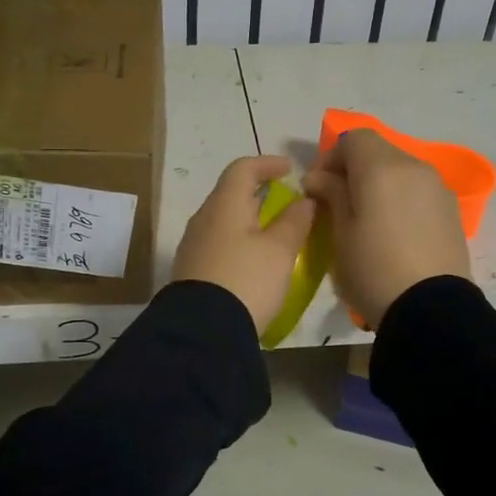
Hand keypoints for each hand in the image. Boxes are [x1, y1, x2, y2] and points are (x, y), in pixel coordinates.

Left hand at [171, 155, 317, 334]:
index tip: (289, 170)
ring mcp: (193, 246)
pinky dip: (238, 242)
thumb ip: (295, 221)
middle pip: (230, 194)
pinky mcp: (191, 271)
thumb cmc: (246, 280)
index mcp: (224, 205)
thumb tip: (304, 200)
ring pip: (224, 221)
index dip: (267, 163)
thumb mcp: (280, 251)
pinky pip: (218, 244)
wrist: (202, 332)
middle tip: (285, 203)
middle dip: (258, 193)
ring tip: (273, 234)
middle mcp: (203, 219)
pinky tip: (253, 261)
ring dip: (249, 220)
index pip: (243, 168)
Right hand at [302, 130, 469, 326]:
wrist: (430, 310)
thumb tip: (320, 178)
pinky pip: (418, 192)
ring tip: (366, 220)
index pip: (354, 138)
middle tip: (338, 203)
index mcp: (382, 168)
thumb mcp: (340, 234)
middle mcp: (415, 167)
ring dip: (379, 184)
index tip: (318, 187)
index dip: (331, 157)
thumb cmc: (373, 269)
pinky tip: (393, 232)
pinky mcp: (452, 211)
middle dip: (355, 169)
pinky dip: (401, 199)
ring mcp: (438, 188)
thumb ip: (331, 195)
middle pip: (380, 152)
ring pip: (401, 171)